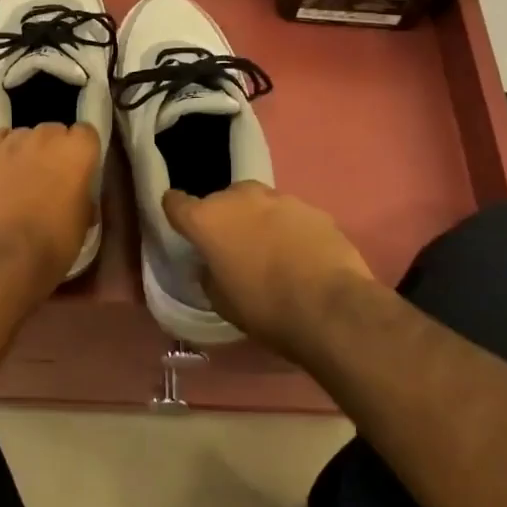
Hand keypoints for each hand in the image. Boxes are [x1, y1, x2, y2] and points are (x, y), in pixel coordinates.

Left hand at [0, 124, 98, 293]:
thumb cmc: (52, 245)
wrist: (1, 259)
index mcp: (78, 149)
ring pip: (23, 137)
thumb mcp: (84, 221)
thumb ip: (82, 194)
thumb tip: (75, 194)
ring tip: (17, 182)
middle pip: (54, 132)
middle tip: (49, 181)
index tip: (78, 174)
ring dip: (25, 153)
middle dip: (53, 151)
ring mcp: (10, 142)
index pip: (86, 134)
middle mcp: (45, 135)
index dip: (82, 154)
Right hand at [162, 182, 376, 359]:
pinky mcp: (313, 208)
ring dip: (258, 222)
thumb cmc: (264, 308)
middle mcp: (239, 198)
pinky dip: (289, 230)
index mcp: (208, 219)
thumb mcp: (221, 301)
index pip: (175, 202)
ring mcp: (279, 199)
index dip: (175, 212)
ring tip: (271, 253)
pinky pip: (290, 216)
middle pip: (221, 201)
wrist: (330, 308)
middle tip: (233, 248)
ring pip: (258, 205)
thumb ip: (209, 274)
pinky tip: (300, 257)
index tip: (181, 224)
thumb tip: (211, 264)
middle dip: (224, 219)